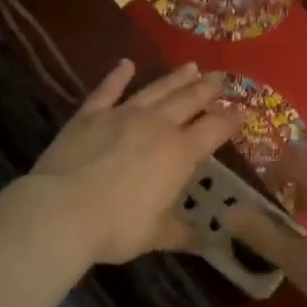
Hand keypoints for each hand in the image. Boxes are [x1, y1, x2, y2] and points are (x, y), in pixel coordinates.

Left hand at [29, 59, 239, 265]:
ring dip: (176, 78)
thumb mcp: (156, 235)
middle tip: (221, 78)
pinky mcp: (91, 114)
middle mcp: (158, 126)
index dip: (231, 120)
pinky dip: (118, 76)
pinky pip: (108, 90)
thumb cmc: (117, 226)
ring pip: (156, 90)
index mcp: (180, 153)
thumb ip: (183, 233)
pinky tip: (126, 64)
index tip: (243, 112)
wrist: (62, 210)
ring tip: (191, 66)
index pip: (215, 129)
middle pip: (189, 100)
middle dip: (208, 89)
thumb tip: (208, 243)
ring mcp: (123, 115)